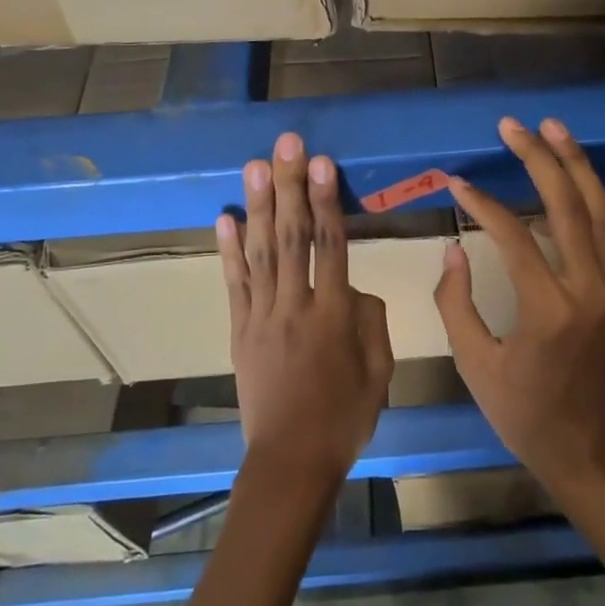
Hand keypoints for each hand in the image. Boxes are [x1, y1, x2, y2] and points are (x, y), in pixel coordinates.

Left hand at [219, 132, 393, 491]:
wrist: (291, 460)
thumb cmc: (344, 417)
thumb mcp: (380, 371)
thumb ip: (371, 321)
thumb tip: (354, 287)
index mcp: (335, 315)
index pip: (331, 244)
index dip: (326, 200)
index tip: (322, 163)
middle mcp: (296, 305)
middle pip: (292, 236)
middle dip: (290, 186)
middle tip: (287, 145)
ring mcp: (262, 316)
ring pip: (260, 252)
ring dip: (257, 205)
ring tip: (255, 165)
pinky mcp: (240, 330)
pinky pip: (234, 284)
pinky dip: (228, 250)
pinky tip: (224, 217)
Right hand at [433, 117, 604, 497]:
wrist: (586, 449)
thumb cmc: (523, 414)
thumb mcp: (475, 365)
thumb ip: (457, 302)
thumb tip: (455, 248)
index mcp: (549, 311)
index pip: (514, 236)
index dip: (482, 204)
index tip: (457, 182)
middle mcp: (588, 290)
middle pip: (568, 207)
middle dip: (541, 159)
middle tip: (514, 125)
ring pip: (600, 212)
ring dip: (577, 166)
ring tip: (554, 128)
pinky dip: (588, 196)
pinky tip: (570, 175)